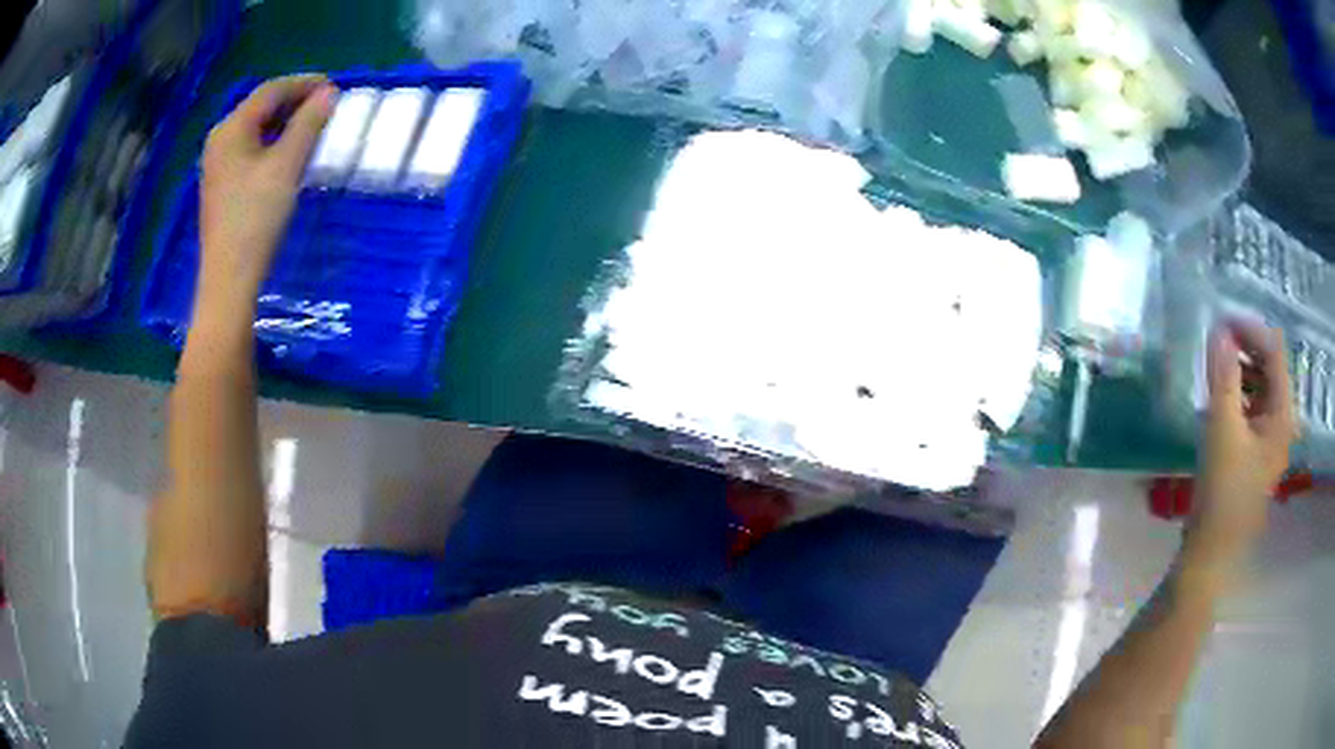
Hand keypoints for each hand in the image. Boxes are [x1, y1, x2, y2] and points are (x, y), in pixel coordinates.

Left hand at [197, 75, 335, 317]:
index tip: (334, 86)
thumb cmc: (255, 218)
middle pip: (260, 107)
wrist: (230, 279)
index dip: (303, 83)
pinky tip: (289, 152)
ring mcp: (218, 164)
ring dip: (285, 122)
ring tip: (314, 125)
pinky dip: (273, 142)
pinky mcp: (222, 184)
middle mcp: (220, 140)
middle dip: (294, 101)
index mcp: (231, 129)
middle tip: (326, 105)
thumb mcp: (286, 166)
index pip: (270, 90)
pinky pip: (250, 148)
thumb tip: (329, 93)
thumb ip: (308, 124)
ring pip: (256, 128)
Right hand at [1189, 319, 1297, 569]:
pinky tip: (1220, 395)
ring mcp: (1270, 437)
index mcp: (1282, 415)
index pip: (1274, 352)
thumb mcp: (1222, 430)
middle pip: (1270, 367)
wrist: (1211, 551)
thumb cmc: (1222, 493)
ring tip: (1216, 365)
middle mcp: (1282, 421)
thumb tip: (1219, 331)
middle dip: (1245, 348)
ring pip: (1260, 386)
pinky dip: (1238, 393)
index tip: (1222, 322)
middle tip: (1217, 340)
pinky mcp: (1256, 450)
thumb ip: (1223, 377)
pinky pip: (1252, 407)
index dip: (1251, 330)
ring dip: (1240, 369)